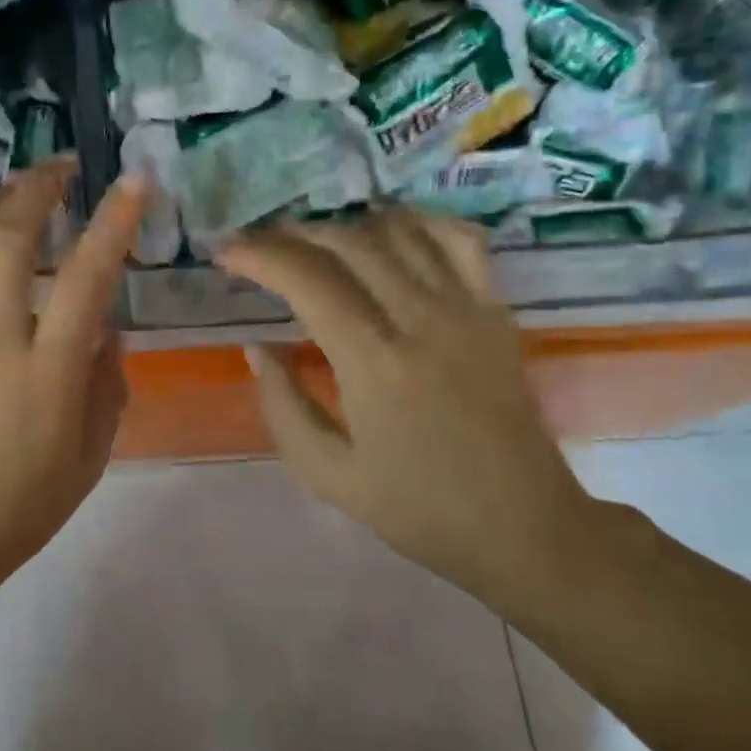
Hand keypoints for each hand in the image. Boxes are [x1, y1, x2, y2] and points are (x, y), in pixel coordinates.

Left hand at [0, 158, 146, 593]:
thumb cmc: (21, 508)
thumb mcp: (91, 454)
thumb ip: (106, 381)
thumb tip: (104, 321)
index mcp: (48, 374)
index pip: (87, 279)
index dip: (114, 222)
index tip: (132, 180)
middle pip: (10, 242)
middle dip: (39, 190)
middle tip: (59, 169)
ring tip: (7, 190)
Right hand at [217, 208, 591, 595]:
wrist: (523, 528)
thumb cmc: (417, 509)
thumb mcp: (326, 473)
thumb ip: (282, 404)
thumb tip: (256, 347)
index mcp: (374, 362)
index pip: (307, 279)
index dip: (259, 256)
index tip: (227, 254)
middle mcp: (422, 319)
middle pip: (349, 243)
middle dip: (292, 234)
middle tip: (260, 243)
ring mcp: (467, 309)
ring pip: (400, 232)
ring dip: (347, 225)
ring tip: (313, 239)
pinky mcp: (497, 313)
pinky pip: (460, 241)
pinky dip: (420, 222)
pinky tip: (390, 231)